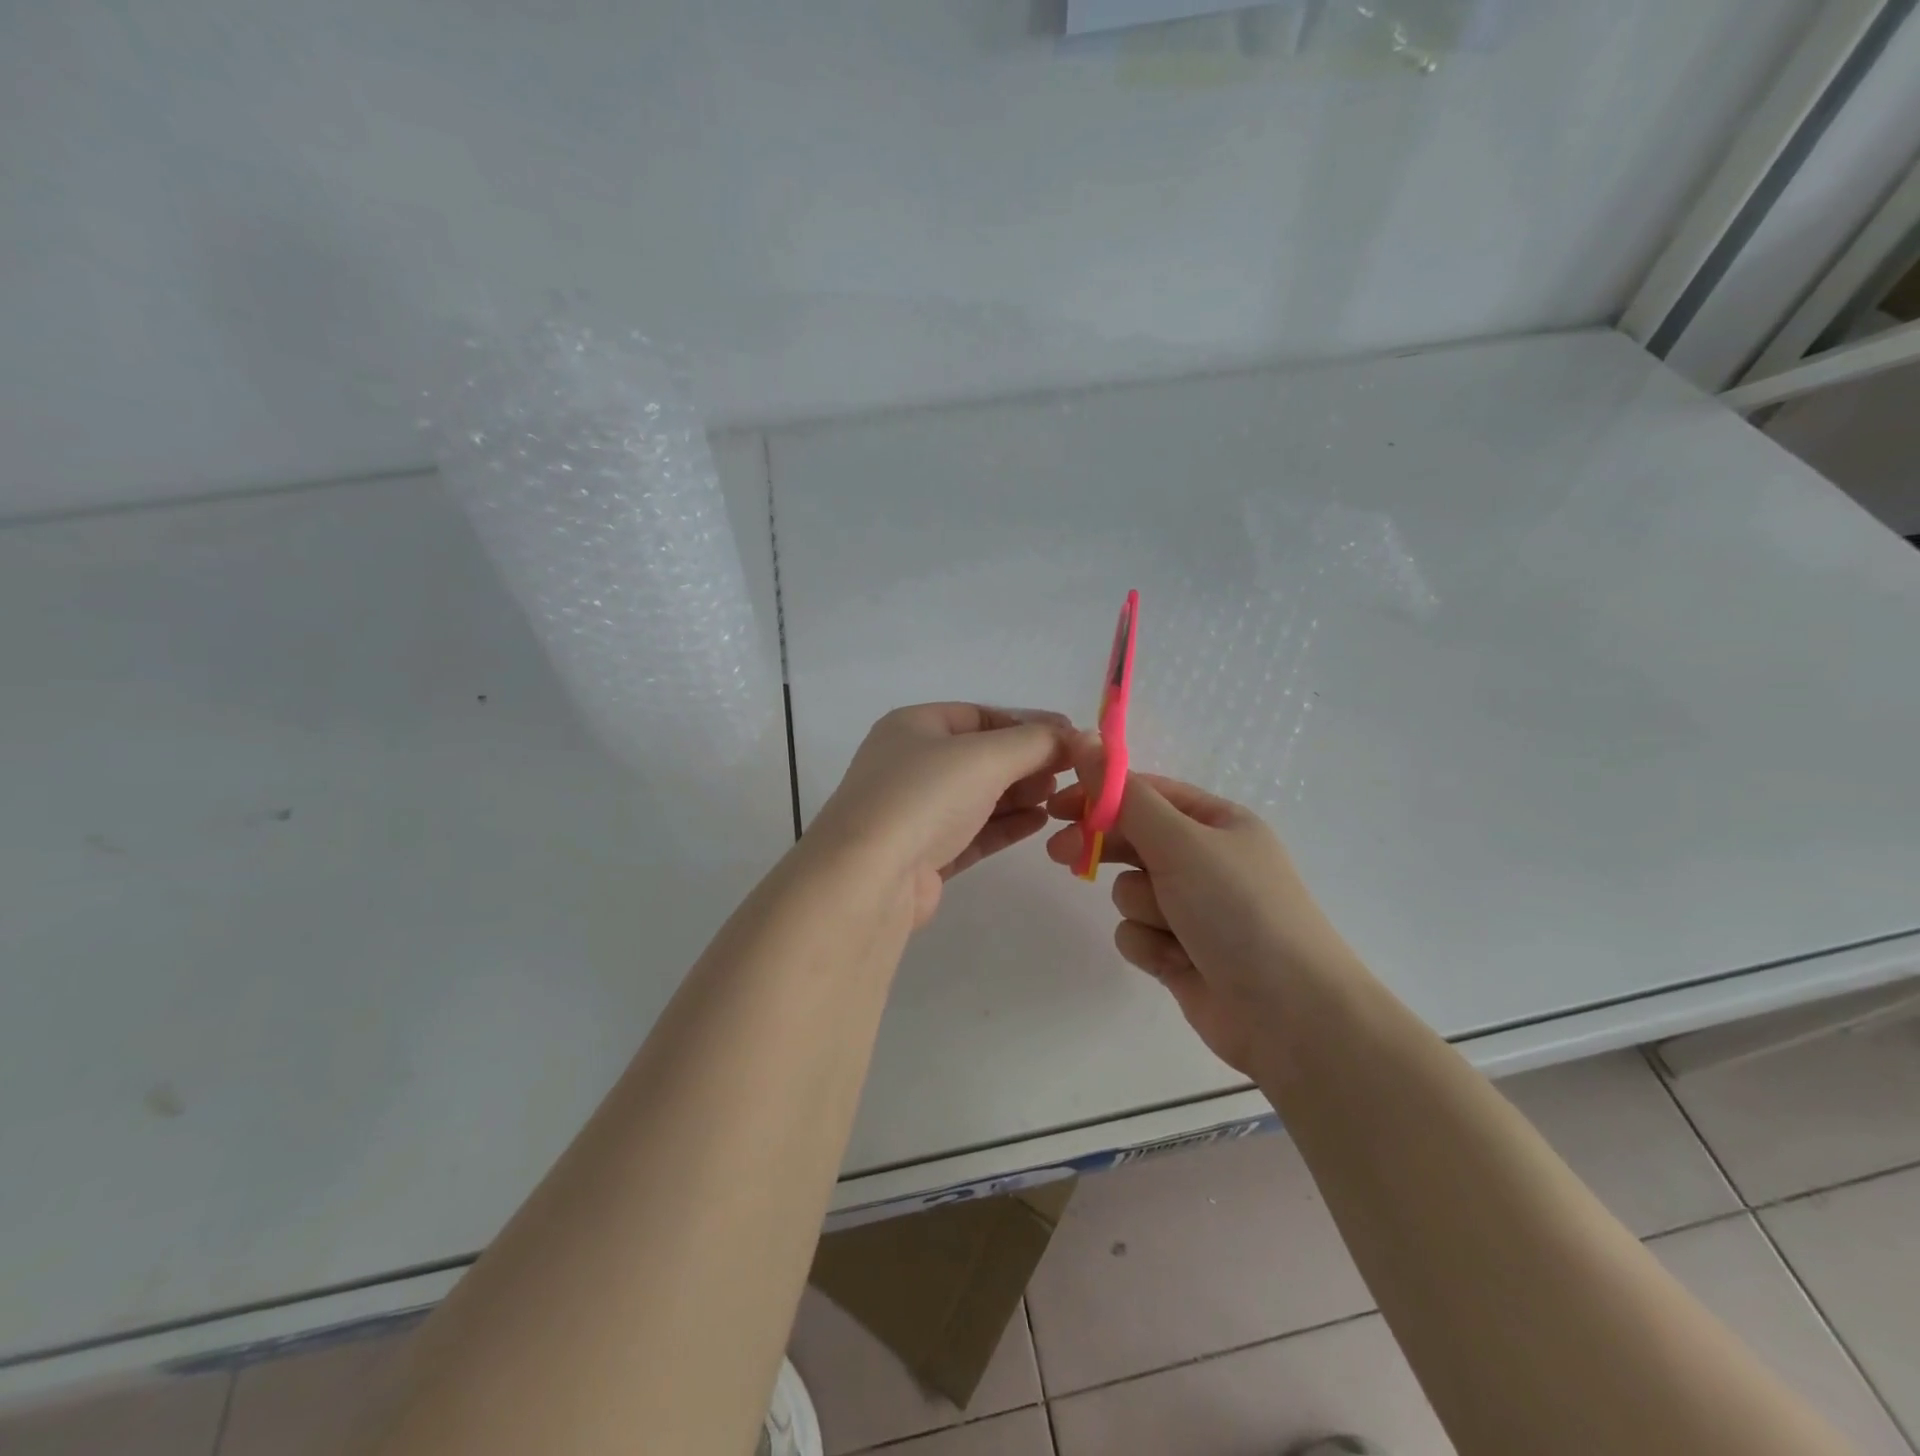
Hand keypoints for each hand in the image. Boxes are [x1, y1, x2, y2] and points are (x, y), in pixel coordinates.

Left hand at [810, 703, 1071, 928]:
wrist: (869, 877)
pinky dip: (1005, 825)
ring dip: (1019, 794)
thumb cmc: (924, 796)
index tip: (1070, 739)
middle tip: (1069, 773)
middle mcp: (910, 764)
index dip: (1027, 724)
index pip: (980, 716)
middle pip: (981, 756)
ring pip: (978, 796)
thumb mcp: (985, 756)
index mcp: (914, 727)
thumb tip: (1076, 736)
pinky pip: (973, 832)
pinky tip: (1039, 823)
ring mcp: (914, 812)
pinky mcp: (924, 855)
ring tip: (1059, 799)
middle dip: (1026, 762)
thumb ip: (1035, 742)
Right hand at [1045, 735, 1360, 1076]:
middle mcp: (1205, 860)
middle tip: (1060, 853)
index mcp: (1217, 823)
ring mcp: (1193, 909)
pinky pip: (1137, 933)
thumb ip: (1125, 797)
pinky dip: (1150, 945)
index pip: (1146, 793)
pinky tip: (1176, 960)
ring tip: (1172, 927)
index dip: (1100, 795)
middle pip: (1133, 840)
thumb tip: (1083, 740)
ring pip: (1131, 891)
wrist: (1290, 1016)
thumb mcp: (1181, 842)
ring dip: (1142, 907)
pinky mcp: (1180, 952)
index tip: (1057, 805)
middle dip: (1104, 848)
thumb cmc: (1239, 910)